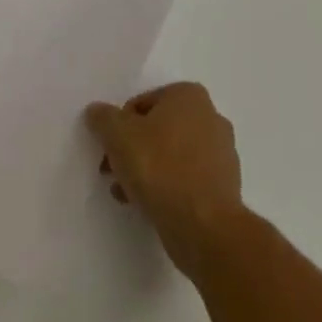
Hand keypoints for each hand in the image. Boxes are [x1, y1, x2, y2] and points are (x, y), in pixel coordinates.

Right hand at [85, 83, 245, 272]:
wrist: (204, 226)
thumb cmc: (161, 168)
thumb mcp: (119, 136)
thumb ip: (104, 119)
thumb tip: (96, 111)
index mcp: (189, 95)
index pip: (141, 104)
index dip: (119, 128)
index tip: (109, 153)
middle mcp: (210, 115)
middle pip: (158, 129)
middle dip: (133, 150)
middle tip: (114, 173)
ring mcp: (222, 152)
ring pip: (172, 155)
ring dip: (147, 171)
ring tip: (128, 195)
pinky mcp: (224, 185)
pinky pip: (187, 179)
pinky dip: (168, 187)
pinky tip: (150, 207)